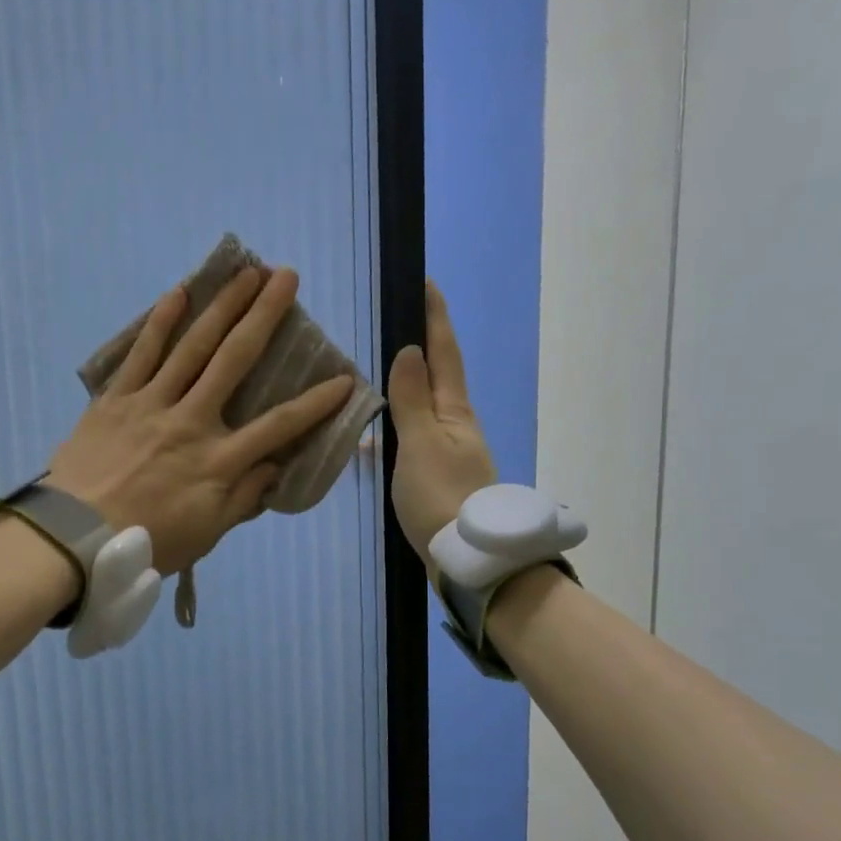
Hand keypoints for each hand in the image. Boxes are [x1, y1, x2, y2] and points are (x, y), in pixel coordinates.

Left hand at [47, 267, 354, 575]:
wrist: (75, 537)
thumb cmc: (148, 541)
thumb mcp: (206, 533)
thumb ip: (243, 498)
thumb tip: (275, 468)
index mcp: (217, 461)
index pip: (278, 426)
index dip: (314, 404)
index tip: (343, 379)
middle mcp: (191, 421)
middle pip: (234, 360)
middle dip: (264, 316)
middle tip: (286, 277)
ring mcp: (151, 404)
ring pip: (192, 346)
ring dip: (222, 306)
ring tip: (245, 272)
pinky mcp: (116, 399)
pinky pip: (142, 353)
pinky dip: (160, 322)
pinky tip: (179, 293)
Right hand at [387, 279, 497, 562]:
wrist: (467, 557)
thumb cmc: (441, 495)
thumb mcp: (421, 443)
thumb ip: (411, 399)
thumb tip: (410, 350)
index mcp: (454, 411)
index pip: (444, 353)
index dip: (435, 318)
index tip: (425, 283)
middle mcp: (455, 425)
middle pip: (438, 376)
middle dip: (422, 346)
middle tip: (396, 321)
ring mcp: (448, 452)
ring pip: (423, 408)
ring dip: (404, 387)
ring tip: (374, 375)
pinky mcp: (437, 477)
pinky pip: (412, 438)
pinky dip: (395, 427)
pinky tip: (372, 439)